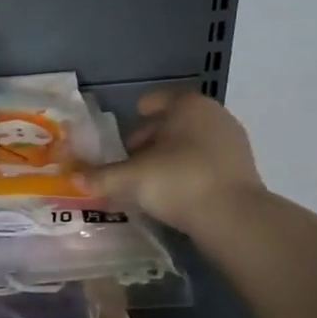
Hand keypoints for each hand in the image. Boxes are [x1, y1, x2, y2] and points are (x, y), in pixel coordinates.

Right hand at [90, 89, 263, 235]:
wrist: (233, 218)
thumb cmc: (178, 181)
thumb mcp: (131, 179)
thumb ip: (102, 176)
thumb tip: (75, 178)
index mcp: (188, 106)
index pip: (160, 99)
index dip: (143, 110)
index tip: (129, 124)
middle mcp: (214, 116)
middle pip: (175, 122)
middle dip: (152, 138)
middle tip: (130, 158)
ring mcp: (232, 143)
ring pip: (191, 143)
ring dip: (170, 156)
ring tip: (148, 179)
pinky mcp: (241, 170)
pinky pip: (206, 163)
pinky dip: (188, 171)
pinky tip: (173, 192)